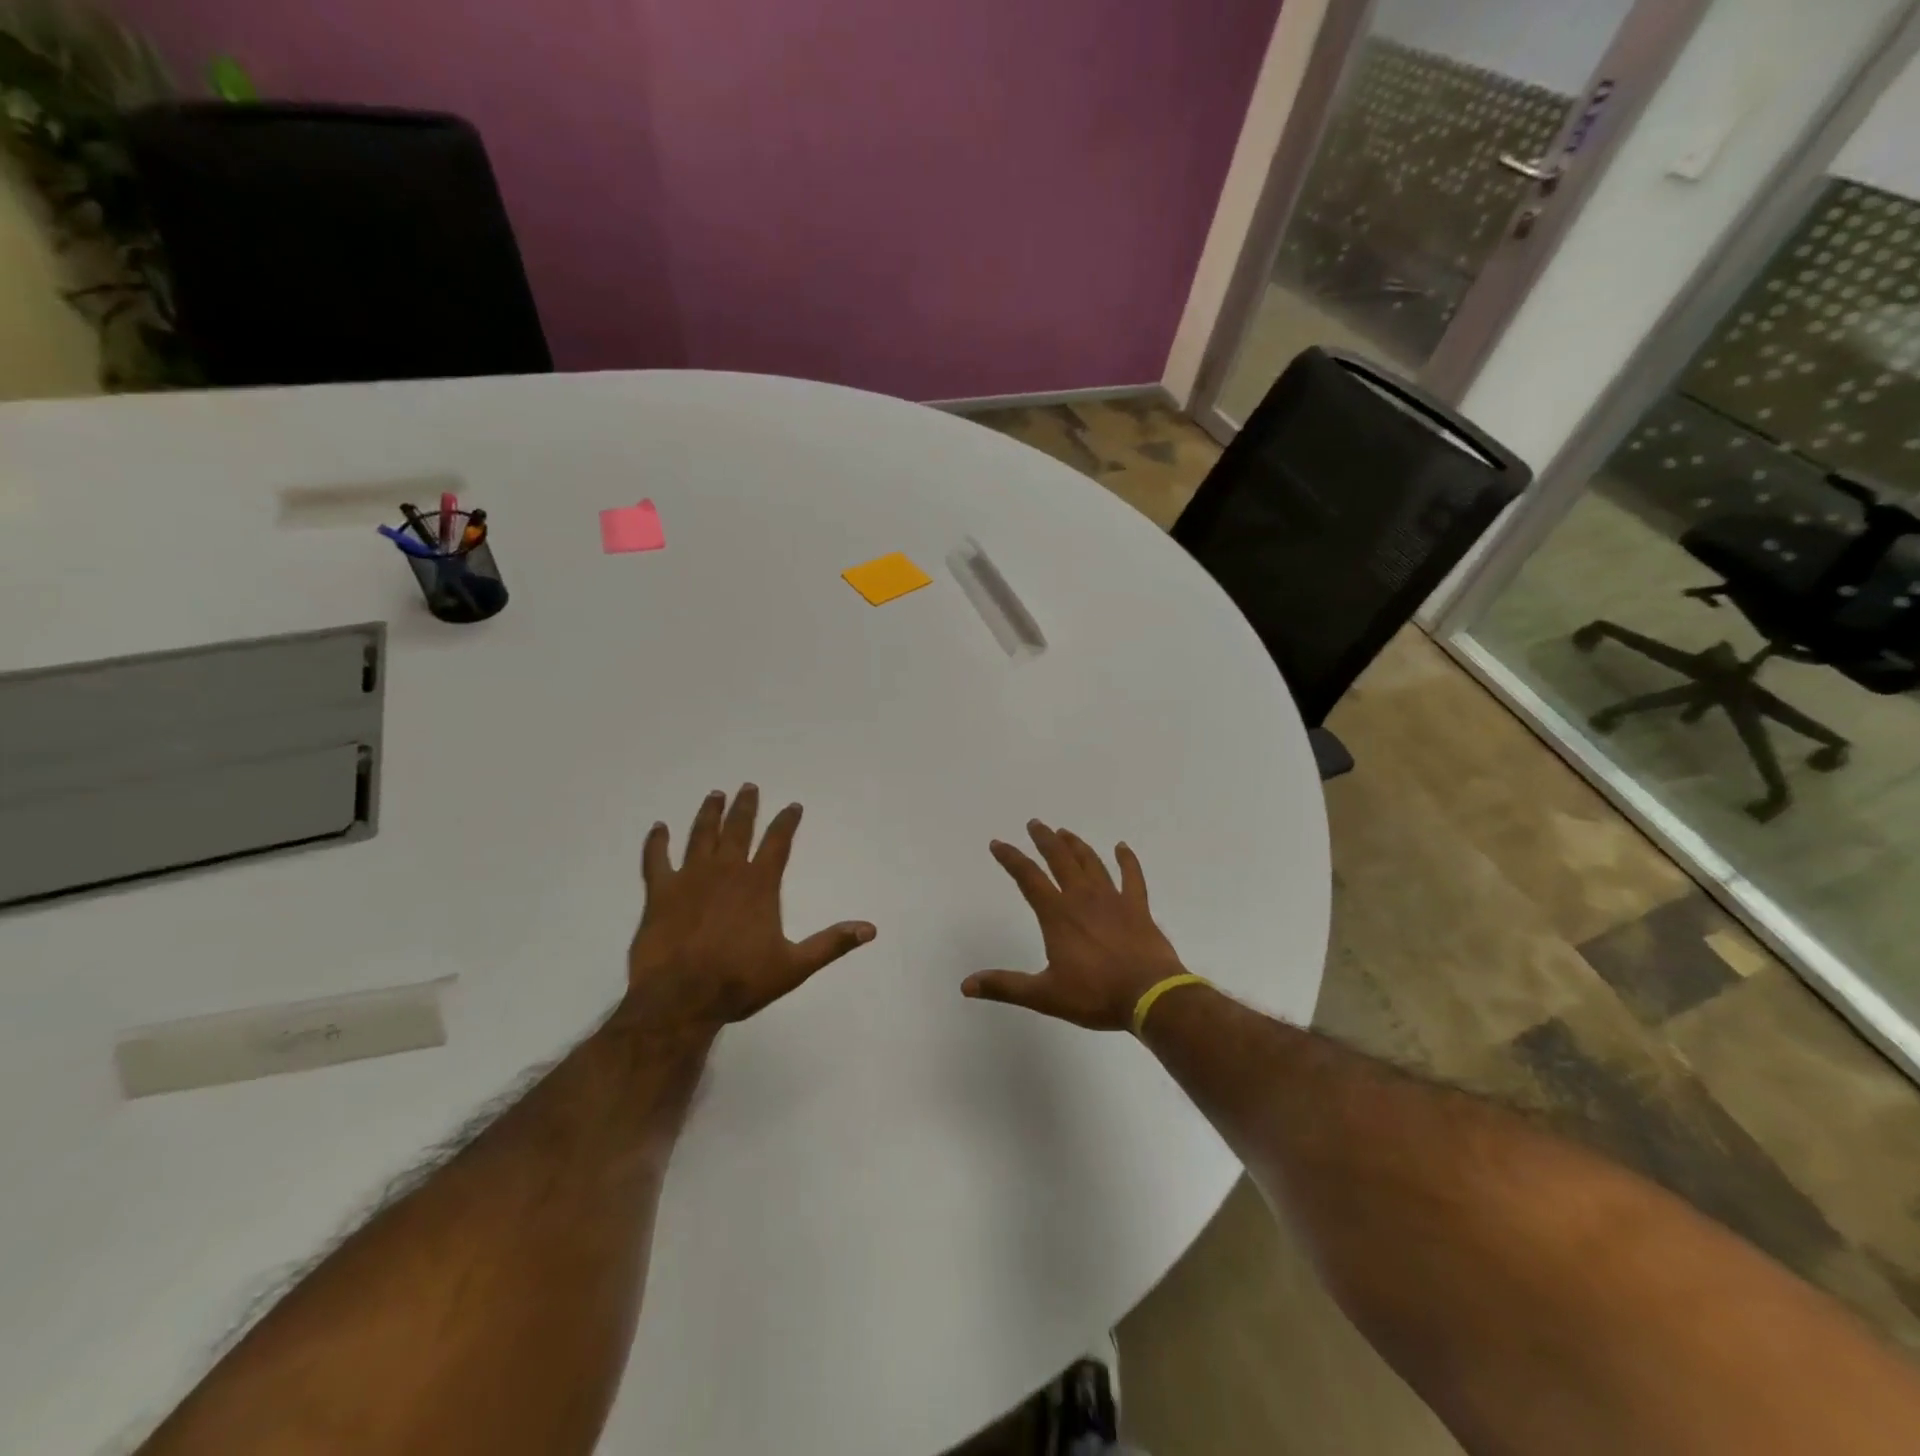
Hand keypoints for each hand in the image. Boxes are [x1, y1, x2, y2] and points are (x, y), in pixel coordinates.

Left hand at [622, 785, 875, 1038]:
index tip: (793, 805)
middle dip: (745, 807)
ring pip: (701, 835)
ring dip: (709, 814)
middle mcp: (726, 871)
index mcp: (759, 884)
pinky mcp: (660, 892)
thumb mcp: (794, 966)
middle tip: (748, 786)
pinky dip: (657, 842)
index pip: (778, 842)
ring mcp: (690, 878)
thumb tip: (870, 929)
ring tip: (715, 795)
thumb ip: (831, 944)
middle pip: (738, 829)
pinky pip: (656, 859)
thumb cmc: (740, 981)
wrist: (680, 998)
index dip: (787, 822)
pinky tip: (658, 827)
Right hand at [963, 821, 1188, 1030]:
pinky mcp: (1137, 907)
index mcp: (1057, 914)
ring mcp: (1113, 899)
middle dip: (1044, 840)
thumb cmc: (1095, 995)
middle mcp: (1082, 898)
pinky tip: (1122, 847)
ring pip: (1091, 862)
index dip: (1011, 859)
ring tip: (1065, 833)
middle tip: (1035, 824)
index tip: (998, 843)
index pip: (1028, 878)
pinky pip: (1132, 876)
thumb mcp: (1044, 995)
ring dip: (1076, 845)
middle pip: (1060, 859)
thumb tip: (966, 985)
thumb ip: (1005, 986)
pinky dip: (1126, 860)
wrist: (1150, 996)